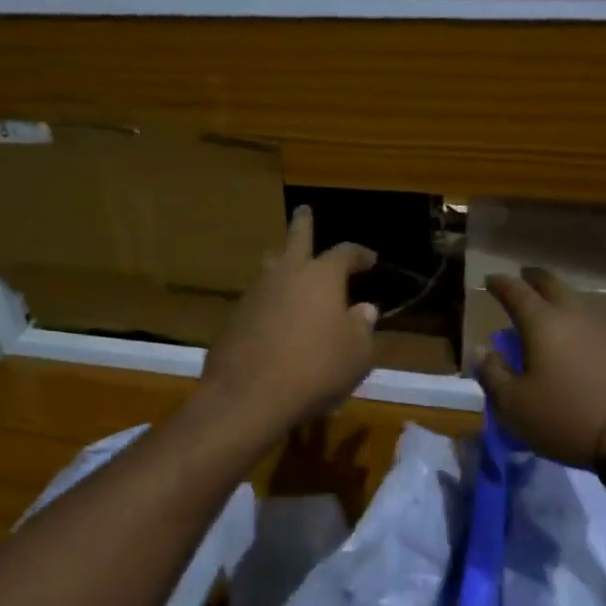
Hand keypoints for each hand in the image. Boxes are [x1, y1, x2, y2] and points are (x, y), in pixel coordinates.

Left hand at [202, 205, 378, 435]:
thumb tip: (363, 310)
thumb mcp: (356, 354)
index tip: (370, 260)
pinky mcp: (234, 319)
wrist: (250, 396)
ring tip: (286, 265)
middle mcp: (286, 275)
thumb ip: (362, 328)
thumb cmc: (316, 370)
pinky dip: (270, 304)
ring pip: (270, 269)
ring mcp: (255, 295)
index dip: (359, 254)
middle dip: (303, 224)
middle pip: (296, 240)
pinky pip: (258, 302)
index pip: (345, 252)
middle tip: (304, 209)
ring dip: (282, 265)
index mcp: (321, 277)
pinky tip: (274, 321)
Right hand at [474, 268, 605, 468]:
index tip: (490, 279)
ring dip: (556, 297)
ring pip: (574, 301)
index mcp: (542, 322)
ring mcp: (601, 330)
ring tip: (544, 304)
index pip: (517, 292)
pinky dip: (572, 318)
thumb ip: (492, 373)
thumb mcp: (513, 403)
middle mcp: (573, 316)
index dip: (501, 284)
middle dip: (534, 278)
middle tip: (522, 276)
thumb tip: (481, 350)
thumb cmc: (563, 415)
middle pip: (552, 285)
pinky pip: (588, 321)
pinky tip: (569, 333)